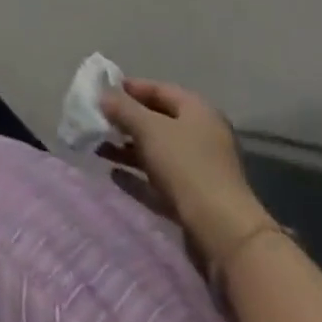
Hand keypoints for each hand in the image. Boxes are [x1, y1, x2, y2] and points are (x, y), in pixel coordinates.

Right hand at [98, 78, 269, 265]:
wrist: (223, 233)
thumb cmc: (186, 165)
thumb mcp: (148, 128)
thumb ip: (122, 108)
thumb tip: (103, 95)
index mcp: (197, 111)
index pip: (159, 89)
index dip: (130, 88)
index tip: (103, 92)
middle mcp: (201, 136)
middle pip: (157, 121)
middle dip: (126, 120)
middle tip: (98, 120)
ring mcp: (199, 170)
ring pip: (156, 152)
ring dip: (127, 148)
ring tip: (98, 148)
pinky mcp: (193, 199)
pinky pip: (158, 180)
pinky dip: (137, 175)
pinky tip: (114, 175)